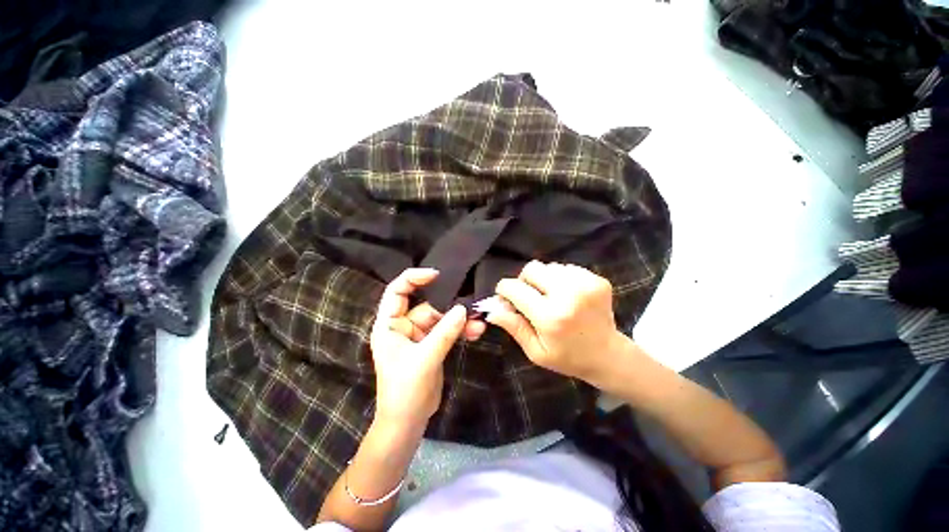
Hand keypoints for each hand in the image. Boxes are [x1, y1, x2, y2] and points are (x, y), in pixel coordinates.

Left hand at [370, 268, 485, 427]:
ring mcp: (419, 335)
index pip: (397, 291)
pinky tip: (475, 333)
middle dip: (448, 306)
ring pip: (441, 319)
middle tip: (470, 304)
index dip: (413, 278)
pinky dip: (460, 331)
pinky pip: (447, 331)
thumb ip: (444, 333)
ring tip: (478, 324)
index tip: (436, 275)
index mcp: (390, 325)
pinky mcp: (432, 345)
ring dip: (459, 321)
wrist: (408, 423)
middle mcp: (403, 326)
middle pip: (427, 306)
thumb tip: (463, 309)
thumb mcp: (425, 359)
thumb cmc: (405, 391)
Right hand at [486, 261, 624, 383]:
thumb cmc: (568, 357)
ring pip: (549, 267)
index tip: (505, 296)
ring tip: (551, 297)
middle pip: (532, 269)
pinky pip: (567, 268)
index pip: (515, 288)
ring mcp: (586, 284)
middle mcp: (568, 295)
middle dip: (524, 280)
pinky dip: (561, 279)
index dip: (504, 289)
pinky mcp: (597, 279)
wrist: (609, 356)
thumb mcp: (536, 351)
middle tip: (529, 296)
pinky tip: (567, 295)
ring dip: (544, 280)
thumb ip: (514, 327)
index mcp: (550, 316)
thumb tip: (492, 311)